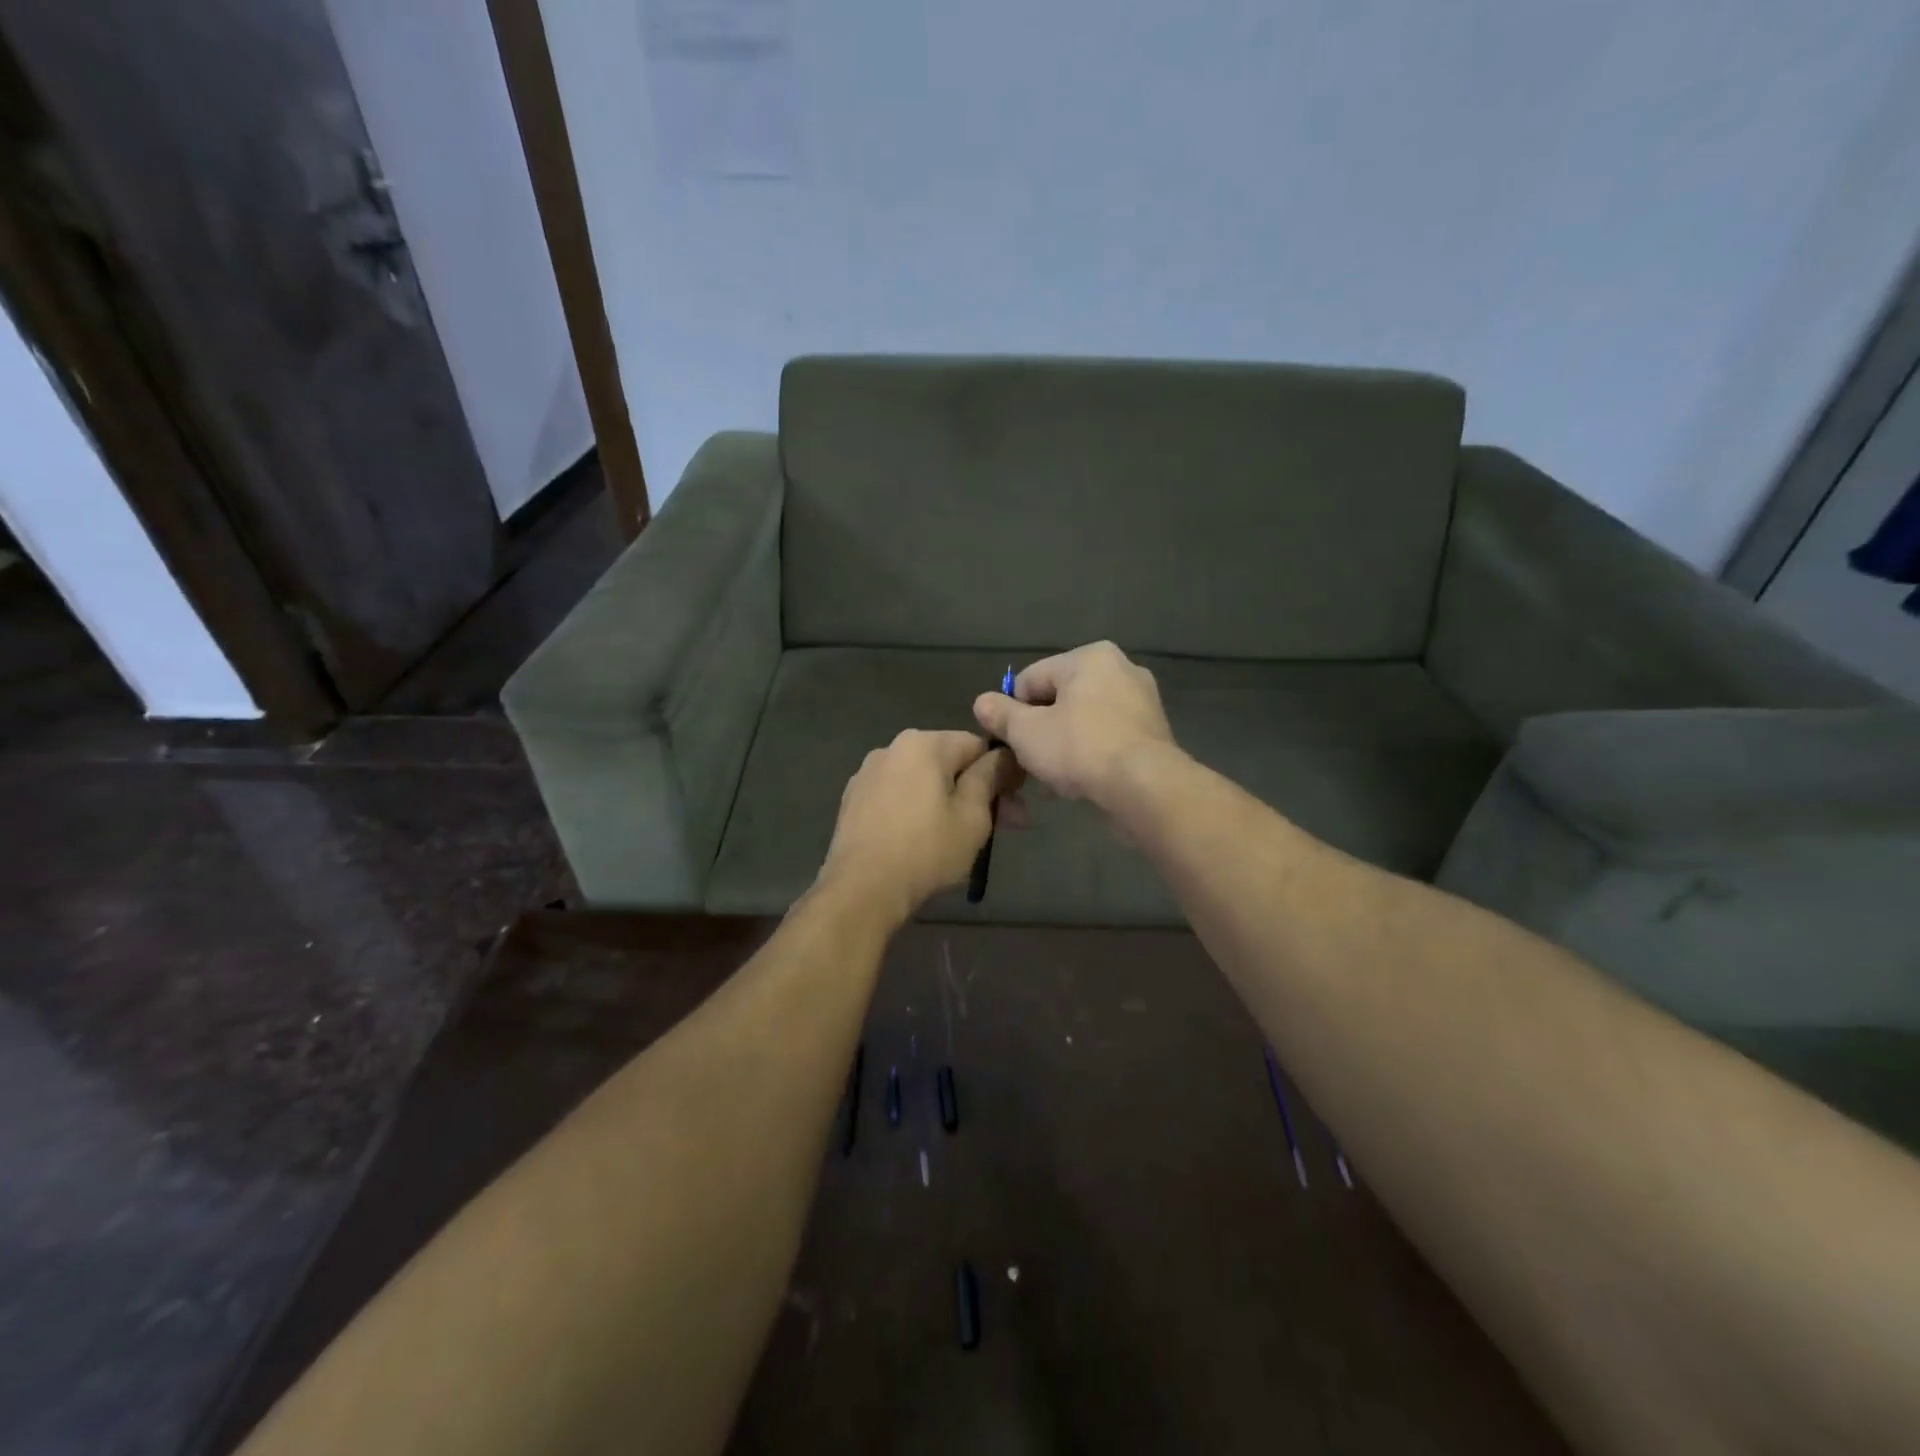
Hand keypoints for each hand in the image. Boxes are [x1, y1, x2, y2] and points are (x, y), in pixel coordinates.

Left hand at [816, 729, 1016, 923]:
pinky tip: (924, 839)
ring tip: (962, 837)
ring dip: (947, 801)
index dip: (1002, 772)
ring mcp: (868, 773)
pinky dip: (917, 809)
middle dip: (977, 791)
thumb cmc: (926, 850)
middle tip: (1001, 827)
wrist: (861, 889)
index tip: (1015, 805)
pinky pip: (898, 796)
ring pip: (922, 780)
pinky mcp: (853, 800)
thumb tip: (1004, 755)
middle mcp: (892, 747)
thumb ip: (990, 777)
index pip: (978, 745)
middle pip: (949, 762)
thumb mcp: (972, 816)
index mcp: (924, 743)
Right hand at [973, 641, 1175, 806]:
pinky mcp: (1154, 734)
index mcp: (1090, 657)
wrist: (1144, 786)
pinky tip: (1079, 782)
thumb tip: (981, 702)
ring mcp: (1142, 702)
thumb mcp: (1026, 732)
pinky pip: (1108, 739)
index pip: (1031, 679)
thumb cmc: (1080, 748)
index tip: (1010, 742)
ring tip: (1052, 778)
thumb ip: (1000, 714)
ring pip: (1084, 721)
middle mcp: (1121, 669)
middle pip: (1060, 699)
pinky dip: (1091, 755)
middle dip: (1041, 730)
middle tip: (1030, 762)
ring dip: (1064, 746)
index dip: (1013, 711)